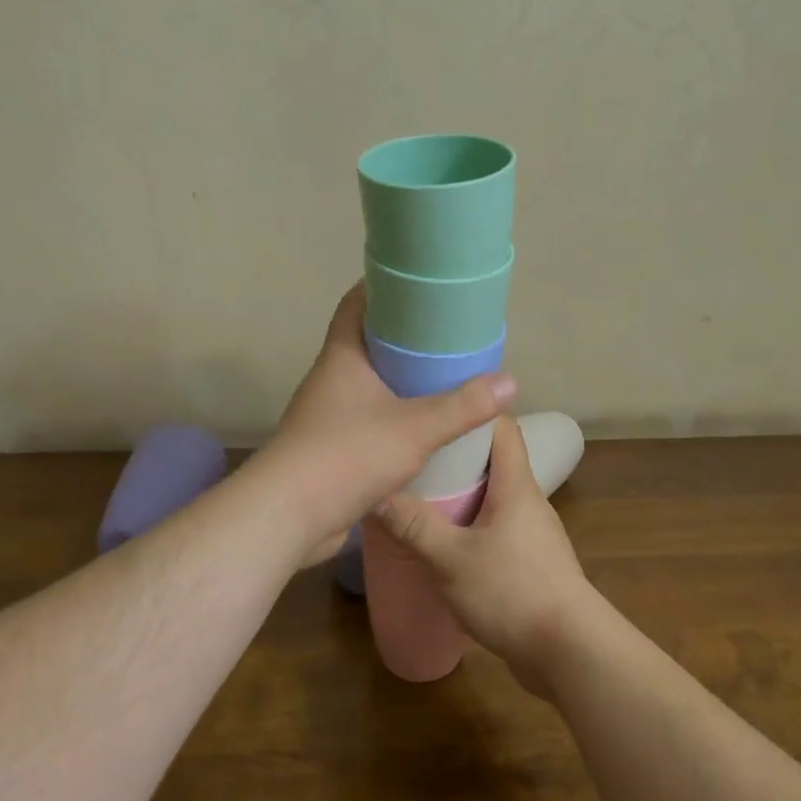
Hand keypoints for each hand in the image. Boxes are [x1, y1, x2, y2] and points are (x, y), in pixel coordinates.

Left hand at [256, 284, 513, 565]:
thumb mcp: (414, 428)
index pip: (356, 303)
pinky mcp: (331, 447)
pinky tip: (421, 427)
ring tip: (441, 377)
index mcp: (342, 356)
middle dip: (403, 336)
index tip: (418, 284)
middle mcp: (331, 378)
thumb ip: (462, 407)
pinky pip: (367, 418)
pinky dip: (392, 416)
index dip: (383, 287)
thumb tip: (511, 382)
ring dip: (398, 380)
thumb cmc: (347, 454)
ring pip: (368, 383)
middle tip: (445, 333)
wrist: (289, 516)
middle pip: (367, 342)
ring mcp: (328, 414)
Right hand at [372, 414, 598, 695]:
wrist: (570, 652)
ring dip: (461, 497)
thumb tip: (376, 493)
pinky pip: (497, 531)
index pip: (501, 426)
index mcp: (516, 485)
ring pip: (493, 499)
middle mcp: (528, 501)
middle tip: (413, 458)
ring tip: (420, 499)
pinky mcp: (532, 564)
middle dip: (454, 457)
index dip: (471, 412)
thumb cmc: (512, 591)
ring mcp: (533, 534)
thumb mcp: (451, 559)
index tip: (433, 410)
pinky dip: (471, 529)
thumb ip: (414, 526)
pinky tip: (444, 546)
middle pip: (493, 462)